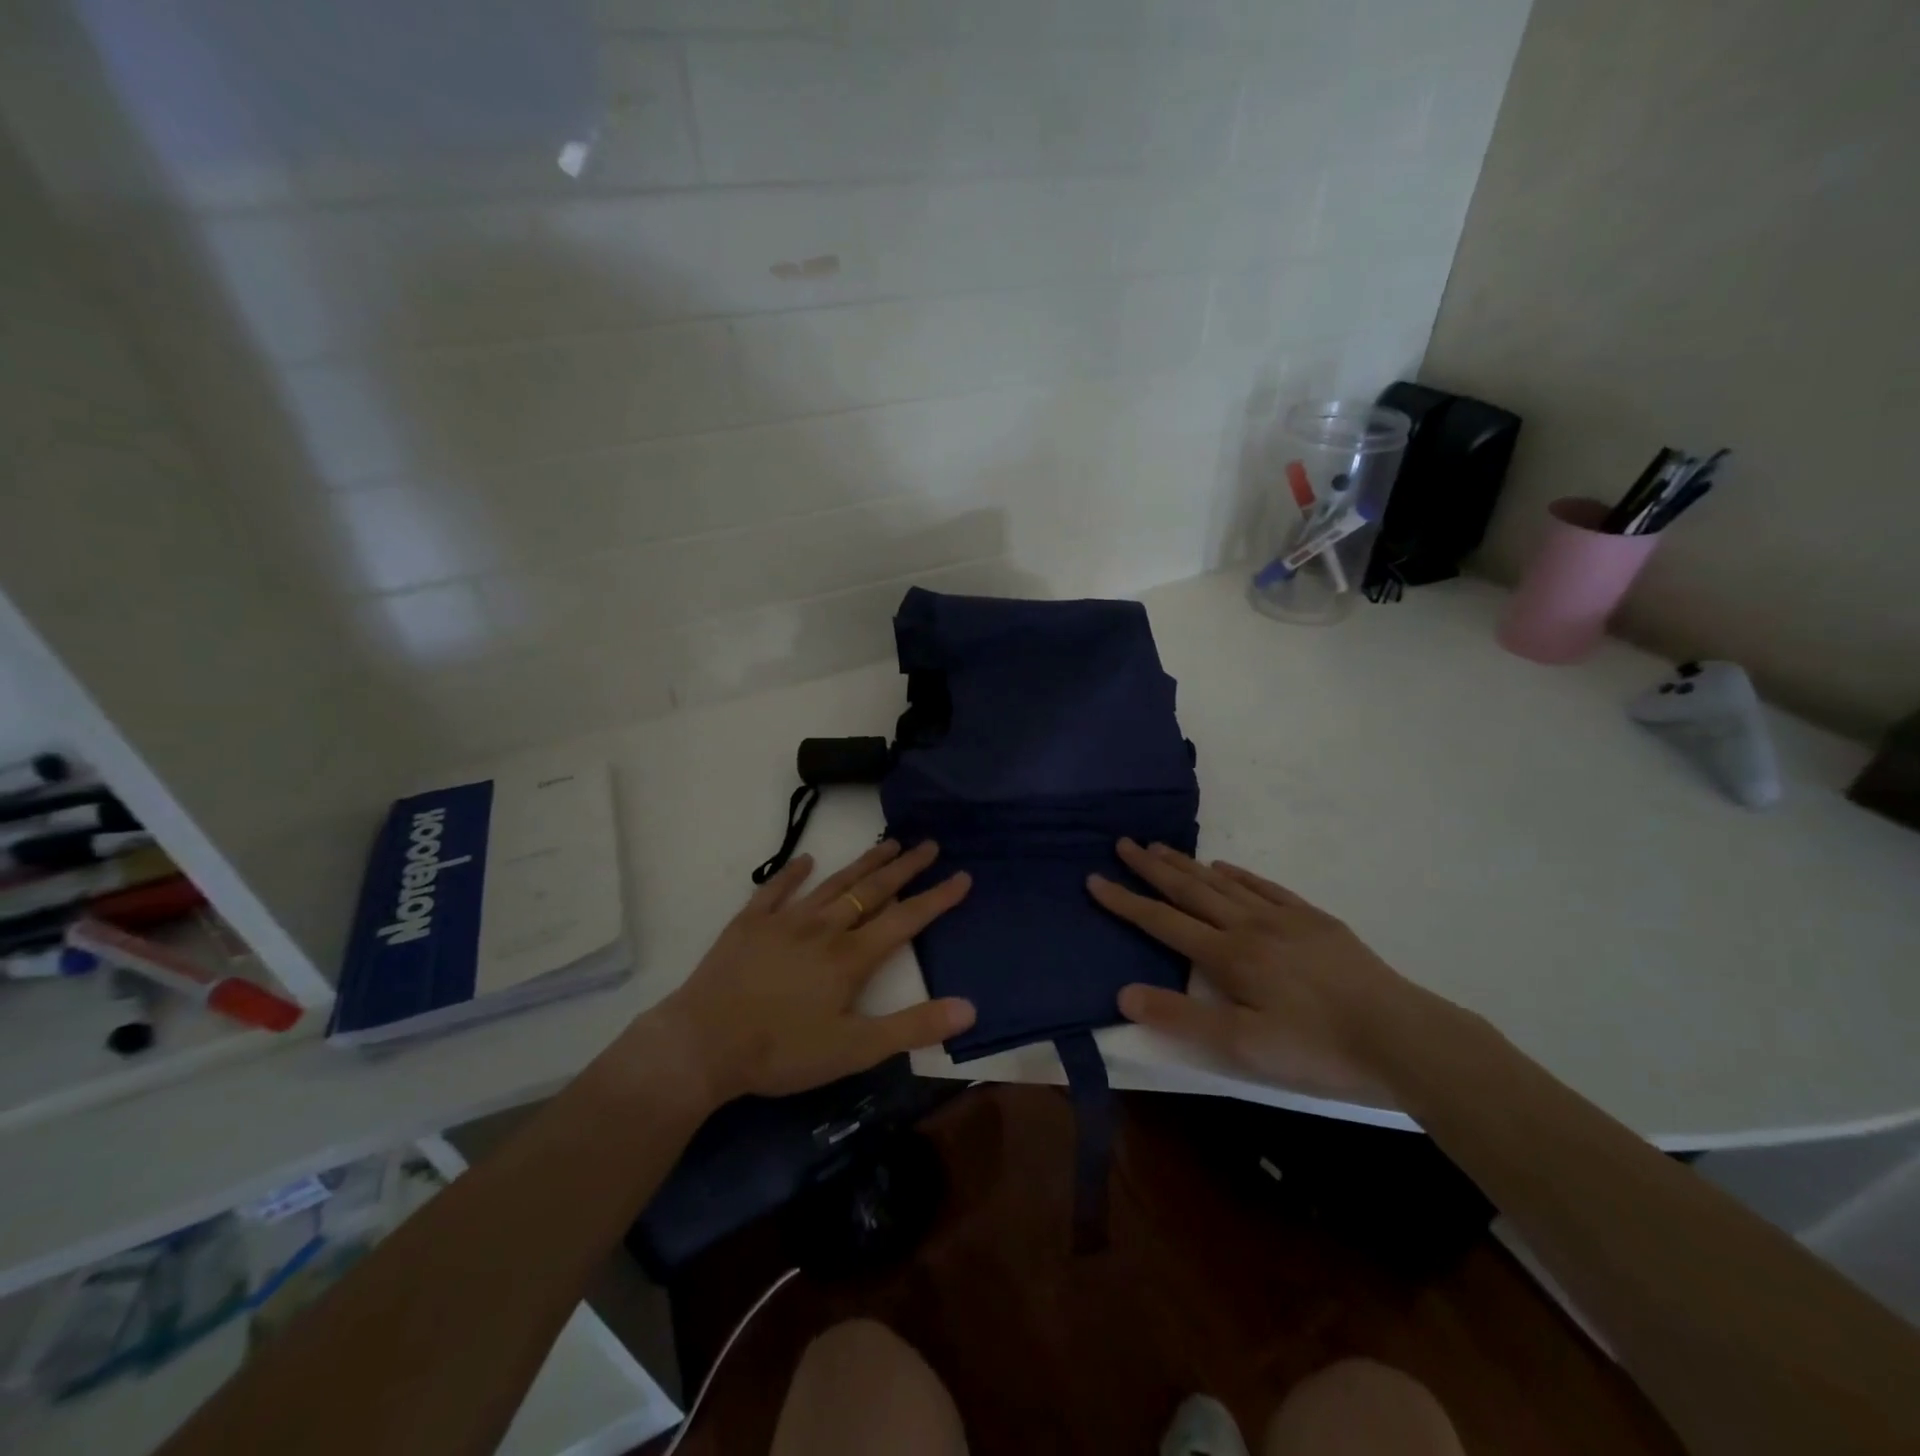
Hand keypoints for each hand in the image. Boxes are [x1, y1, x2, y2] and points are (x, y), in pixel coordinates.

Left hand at [651, 840, 974, 1105]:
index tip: (963, 875)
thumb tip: (969, 1008)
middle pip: (872, 890)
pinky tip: (805, 859)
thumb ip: (913, 1027)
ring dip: (862, 864)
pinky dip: (792, 873)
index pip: (906, 919)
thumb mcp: (854, 1049)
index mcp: (851, 956)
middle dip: (905, 867)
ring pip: (833, 883)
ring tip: (887, 843)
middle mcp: (824, 928)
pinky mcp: (749, 924)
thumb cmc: (782, 1051)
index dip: (937, 898)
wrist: (702, 1044)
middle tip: (928, 844)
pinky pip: (775, 890)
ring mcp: (784, 921)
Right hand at [1088, 839, 1427, 1100]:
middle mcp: (1250, 925)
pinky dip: (1238, 874)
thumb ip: (1182, 1018)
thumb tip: (1124, 994)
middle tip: (1123, 843)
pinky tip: (1225, 868)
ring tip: (1160, 846)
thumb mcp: (1243, 1048)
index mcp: (1229, 956)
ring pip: (1223, 883)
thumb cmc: (1318, 1049)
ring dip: (1188, 864)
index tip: (1095, 879)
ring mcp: (1285, 918)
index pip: (1163, 922)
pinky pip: (1265, 887)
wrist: (1405, 1039)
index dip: (1126, 901)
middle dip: (1152, 868)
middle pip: (1191, 890)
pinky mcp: (1315, 920)